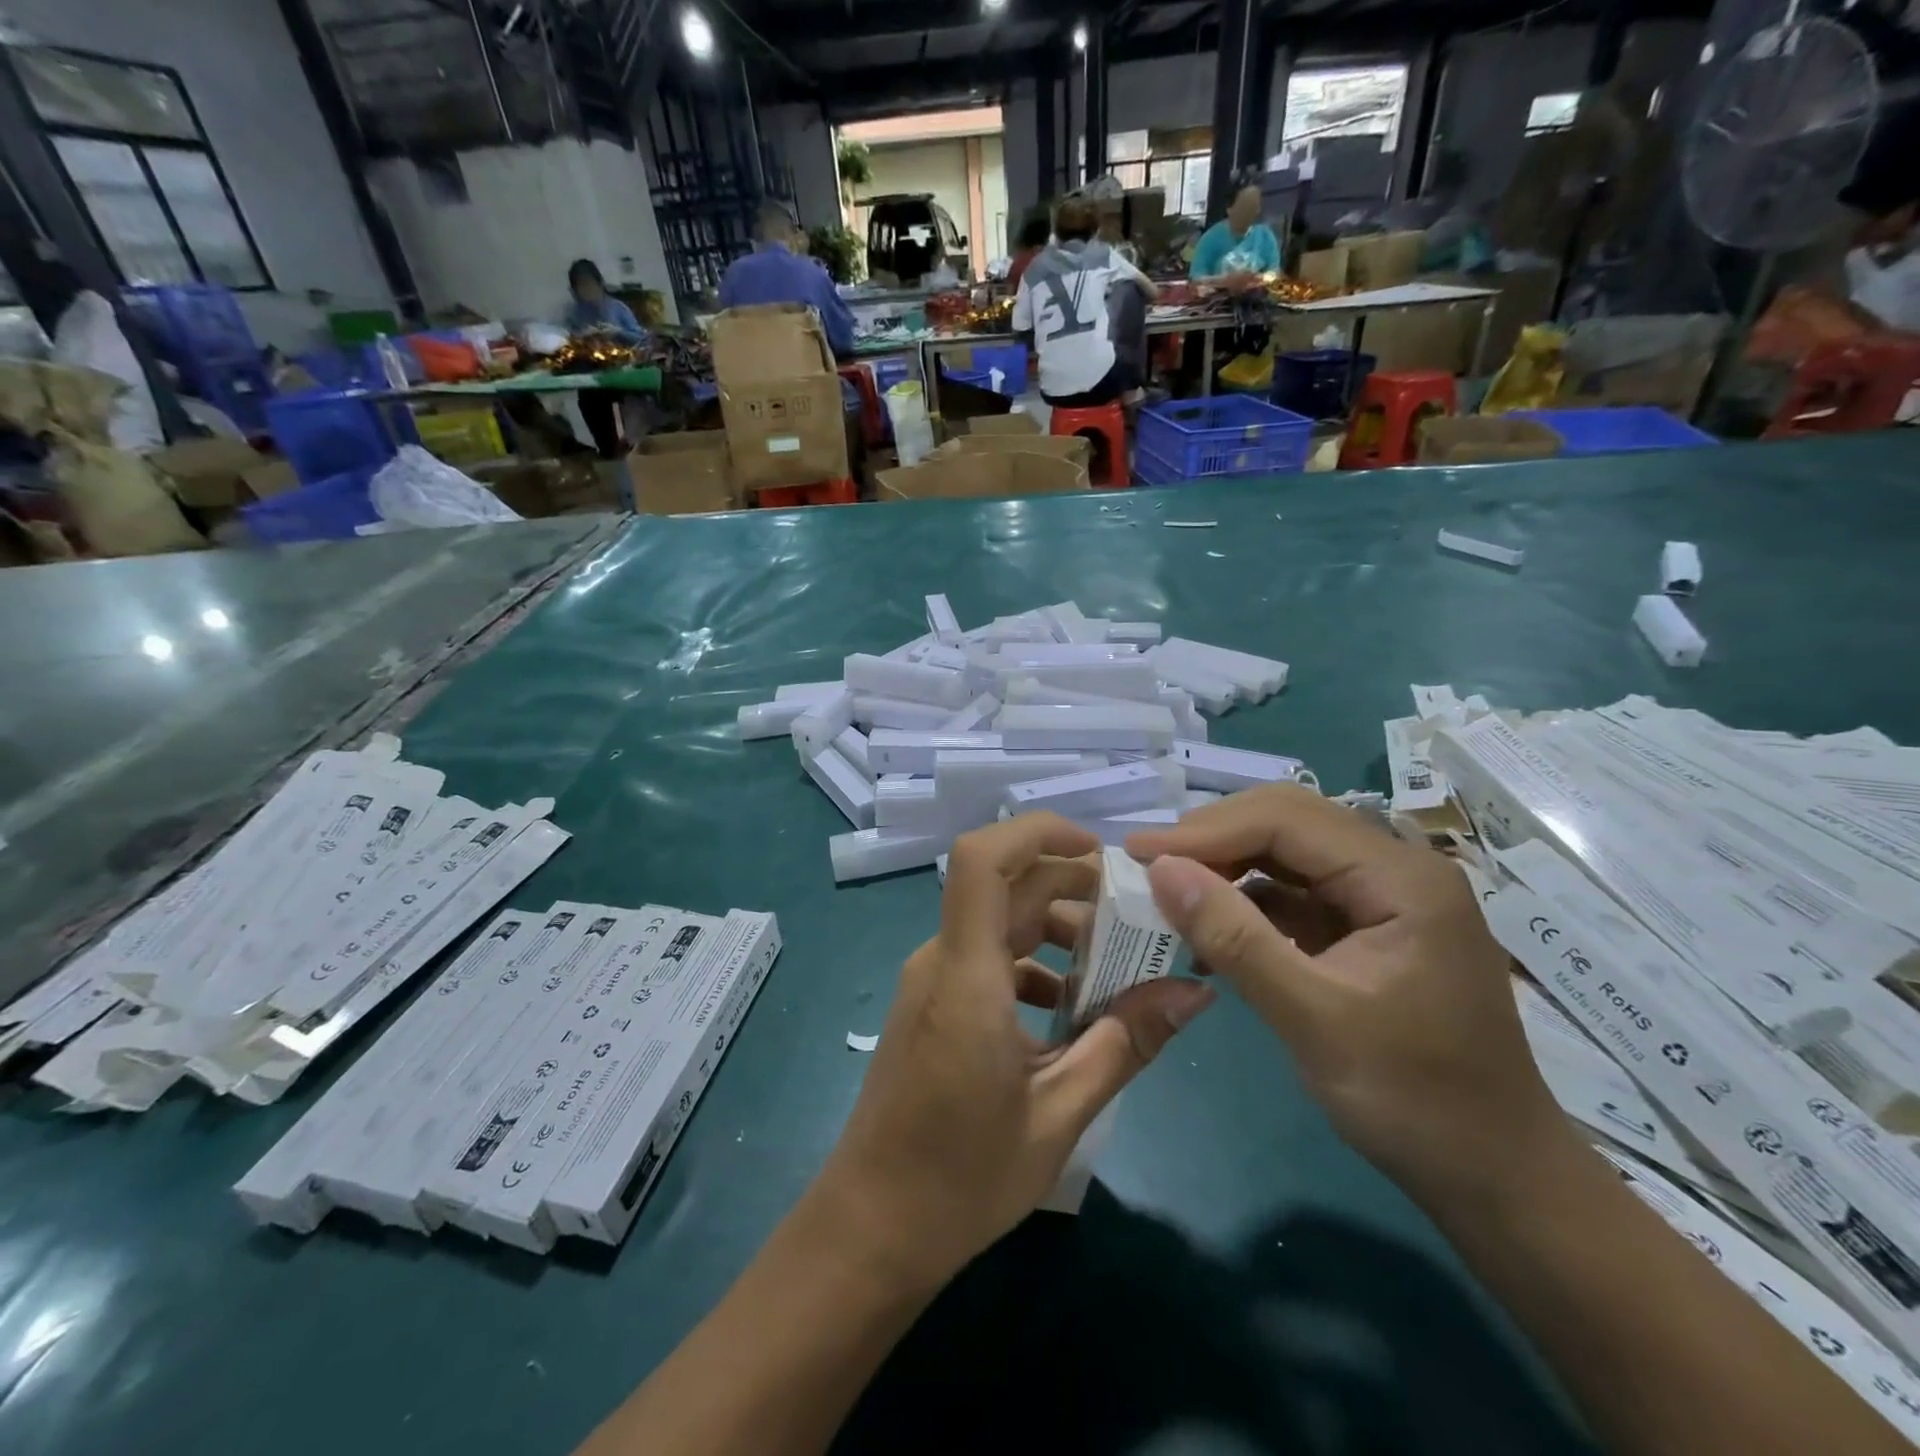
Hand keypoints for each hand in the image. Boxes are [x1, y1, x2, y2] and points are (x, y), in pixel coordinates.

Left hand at [814, 814, 1214, 1290]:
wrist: (870, 1228)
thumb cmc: (962, 1177)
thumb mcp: (1060, 1113)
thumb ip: (1126, 1043)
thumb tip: (1194, 992)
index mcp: (967, 975)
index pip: (983, 859)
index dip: (1038, 832)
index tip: (1100, 851)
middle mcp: (942, 960)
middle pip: (1007, 887)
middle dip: (1073, 888)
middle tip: (1136, 920)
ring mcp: (932, 980)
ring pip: (998, 922)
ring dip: (1056, 930)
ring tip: (1115, 970)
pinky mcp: (932, 1003)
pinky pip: (986, 958)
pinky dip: (1032, 964)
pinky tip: (1070, 1011)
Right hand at [1124, 785, 1569, 1209]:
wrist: (1497, 1179)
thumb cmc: (1416, 1101)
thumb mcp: (1314, 1020)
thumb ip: (1235, 939)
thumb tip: (1160, 870)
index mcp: (1401, 878)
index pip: (1286, 820)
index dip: (1205, 831)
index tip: (1138, 853)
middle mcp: (1396, 868)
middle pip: (1287, 822)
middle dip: (1213, 839)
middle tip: (1149, 867)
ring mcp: (1384, 896)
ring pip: (1287, 852)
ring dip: (1226, 866)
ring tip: (1169, 893)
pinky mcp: (1368, 925)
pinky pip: (1295, 891)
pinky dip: (1247, 901)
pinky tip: (1211, 926)